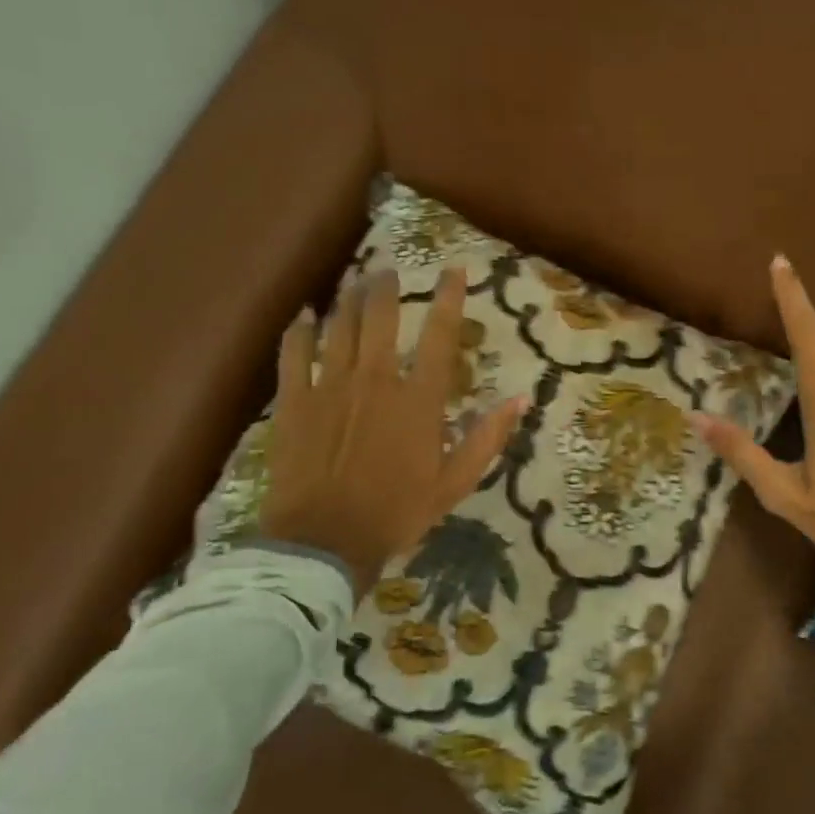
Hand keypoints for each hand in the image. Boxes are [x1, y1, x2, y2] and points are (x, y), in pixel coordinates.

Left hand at [258, 268, 524, 594]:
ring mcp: (330, 387)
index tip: (454, 270)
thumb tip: (521, 399)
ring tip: (354, 282)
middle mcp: (376, 381)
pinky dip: (299, 330)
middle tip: (386, 271)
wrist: (324, 543)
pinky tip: (304, 315)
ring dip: (348, 300)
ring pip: (339, 328)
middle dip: (385, 288)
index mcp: (418, 400)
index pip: (439, 335)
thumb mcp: (454, 483)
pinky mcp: (294, 402)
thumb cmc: (396, 514)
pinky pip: (294, 354)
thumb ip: (487, 437)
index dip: (449, 298)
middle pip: (380, 318)